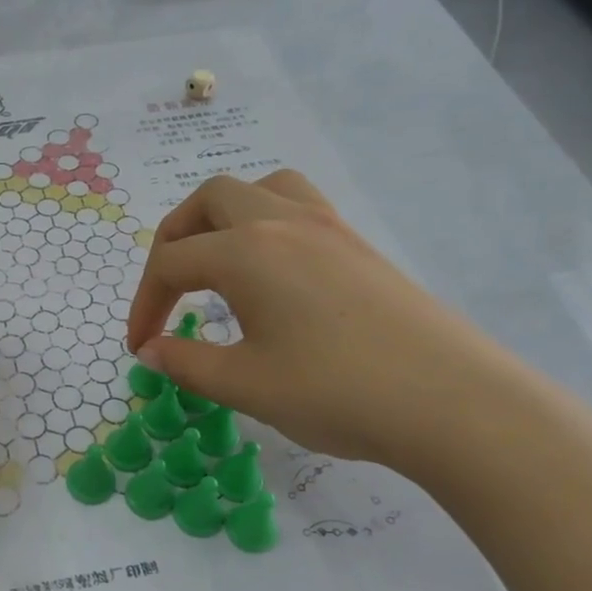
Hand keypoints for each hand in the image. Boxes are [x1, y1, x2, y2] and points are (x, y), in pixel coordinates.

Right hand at [126, 171, 529, 473]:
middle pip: (208, 201)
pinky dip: (265, 221)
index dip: (143, 305)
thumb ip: (185, 363)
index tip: (140, 347)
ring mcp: (327, 227)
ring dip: (222, 217)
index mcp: (246, 251)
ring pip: (259, 188)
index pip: (171, 263)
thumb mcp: (244, 385)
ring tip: (215, 262)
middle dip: (173, 240)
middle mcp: (282, 221)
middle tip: (167, 291)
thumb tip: (151, 350)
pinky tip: (271, 270)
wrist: (452, 402)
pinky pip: (297, 206)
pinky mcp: (357, 244)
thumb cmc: (336, 392)